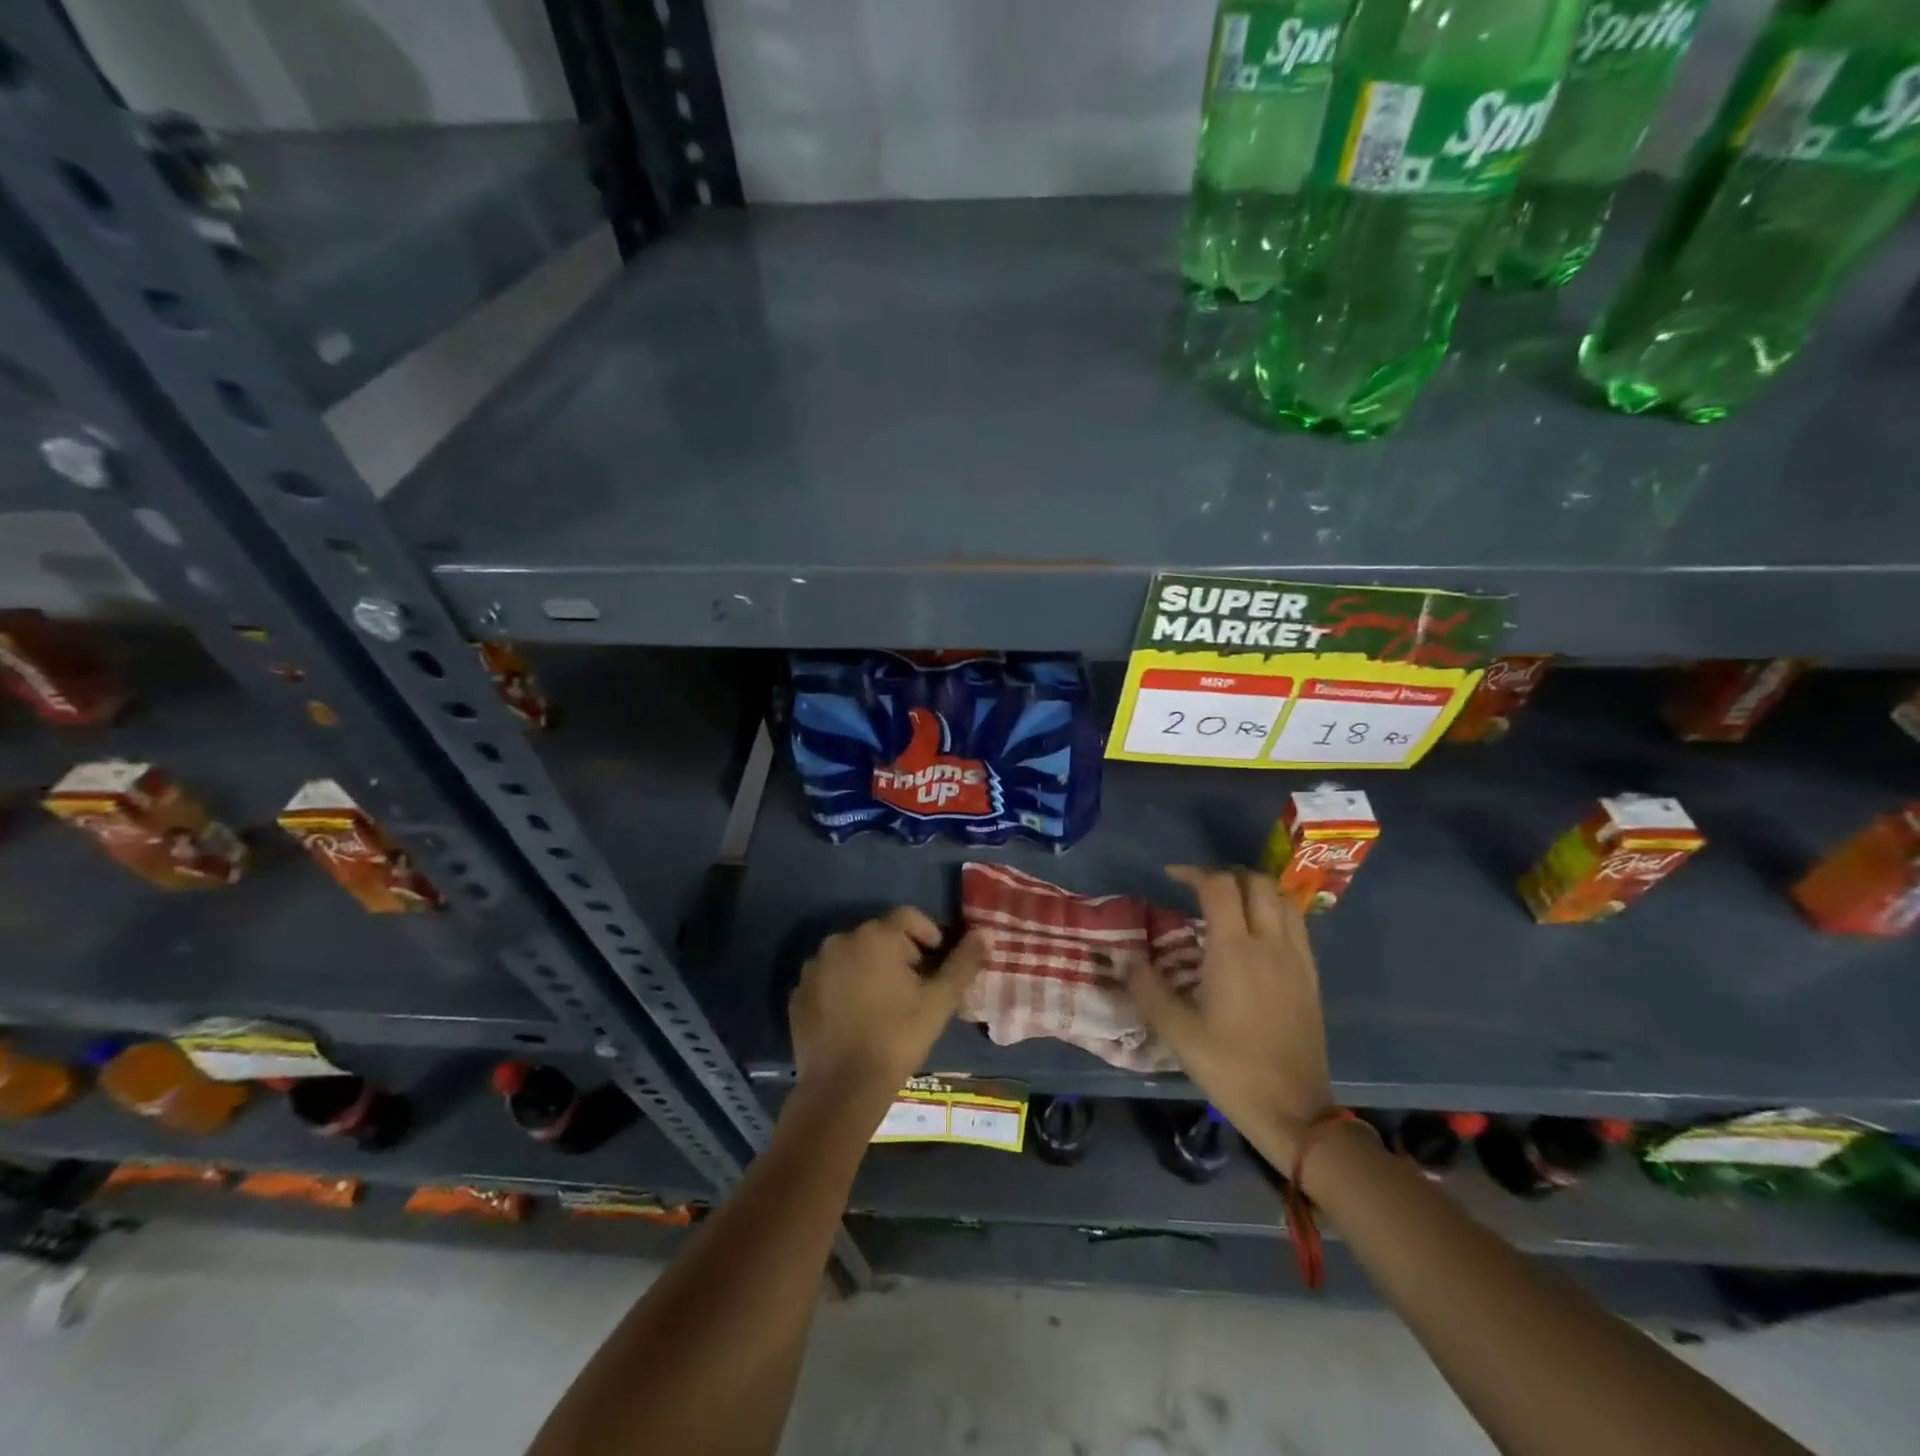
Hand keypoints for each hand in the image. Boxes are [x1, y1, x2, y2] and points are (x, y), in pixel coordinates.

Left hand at [789, 908, 985, 1102]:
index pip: (910, 917)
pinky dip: (844, 987)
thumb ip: (963, 963)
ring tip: (884, 1004)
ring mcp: (815, 966)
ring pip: (853, 956)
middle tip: (914, 989)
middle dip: (900, 954)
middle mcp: (840, 940)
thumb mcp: (940, 1001)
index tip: (937, 966)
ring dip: (870, 969)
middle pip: (880, 935)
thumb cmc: (897, 1038)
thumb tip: (984, 933)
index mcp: (876, 936)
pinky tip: (856, 1017)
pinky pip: (830, 978)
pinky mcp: (798, 992)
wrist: (842, 1090)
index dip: (930, 935)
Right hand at [1127, 866, 1335, 1165]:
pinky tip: (1257, 931)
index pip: (1218, 887)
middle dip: (1226, 874)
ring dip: (1254, 888)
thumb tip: (1123, 956)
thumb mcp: (1177, 1032)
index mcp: (1234, 951)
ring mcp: (1296, 958)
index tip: (1171, 877)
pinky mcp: (1311, 974)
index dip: (1193, 873)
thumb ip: (1147, 988)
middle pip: (1256, 882)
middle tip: (1200, 887)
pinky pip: (1297, 922)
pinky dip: (1275, 909)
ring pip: (1282, 898)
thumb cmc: (1230, 1068)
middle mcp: (1269, 943)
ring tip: (1230, 901)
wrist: (1294, 1108)